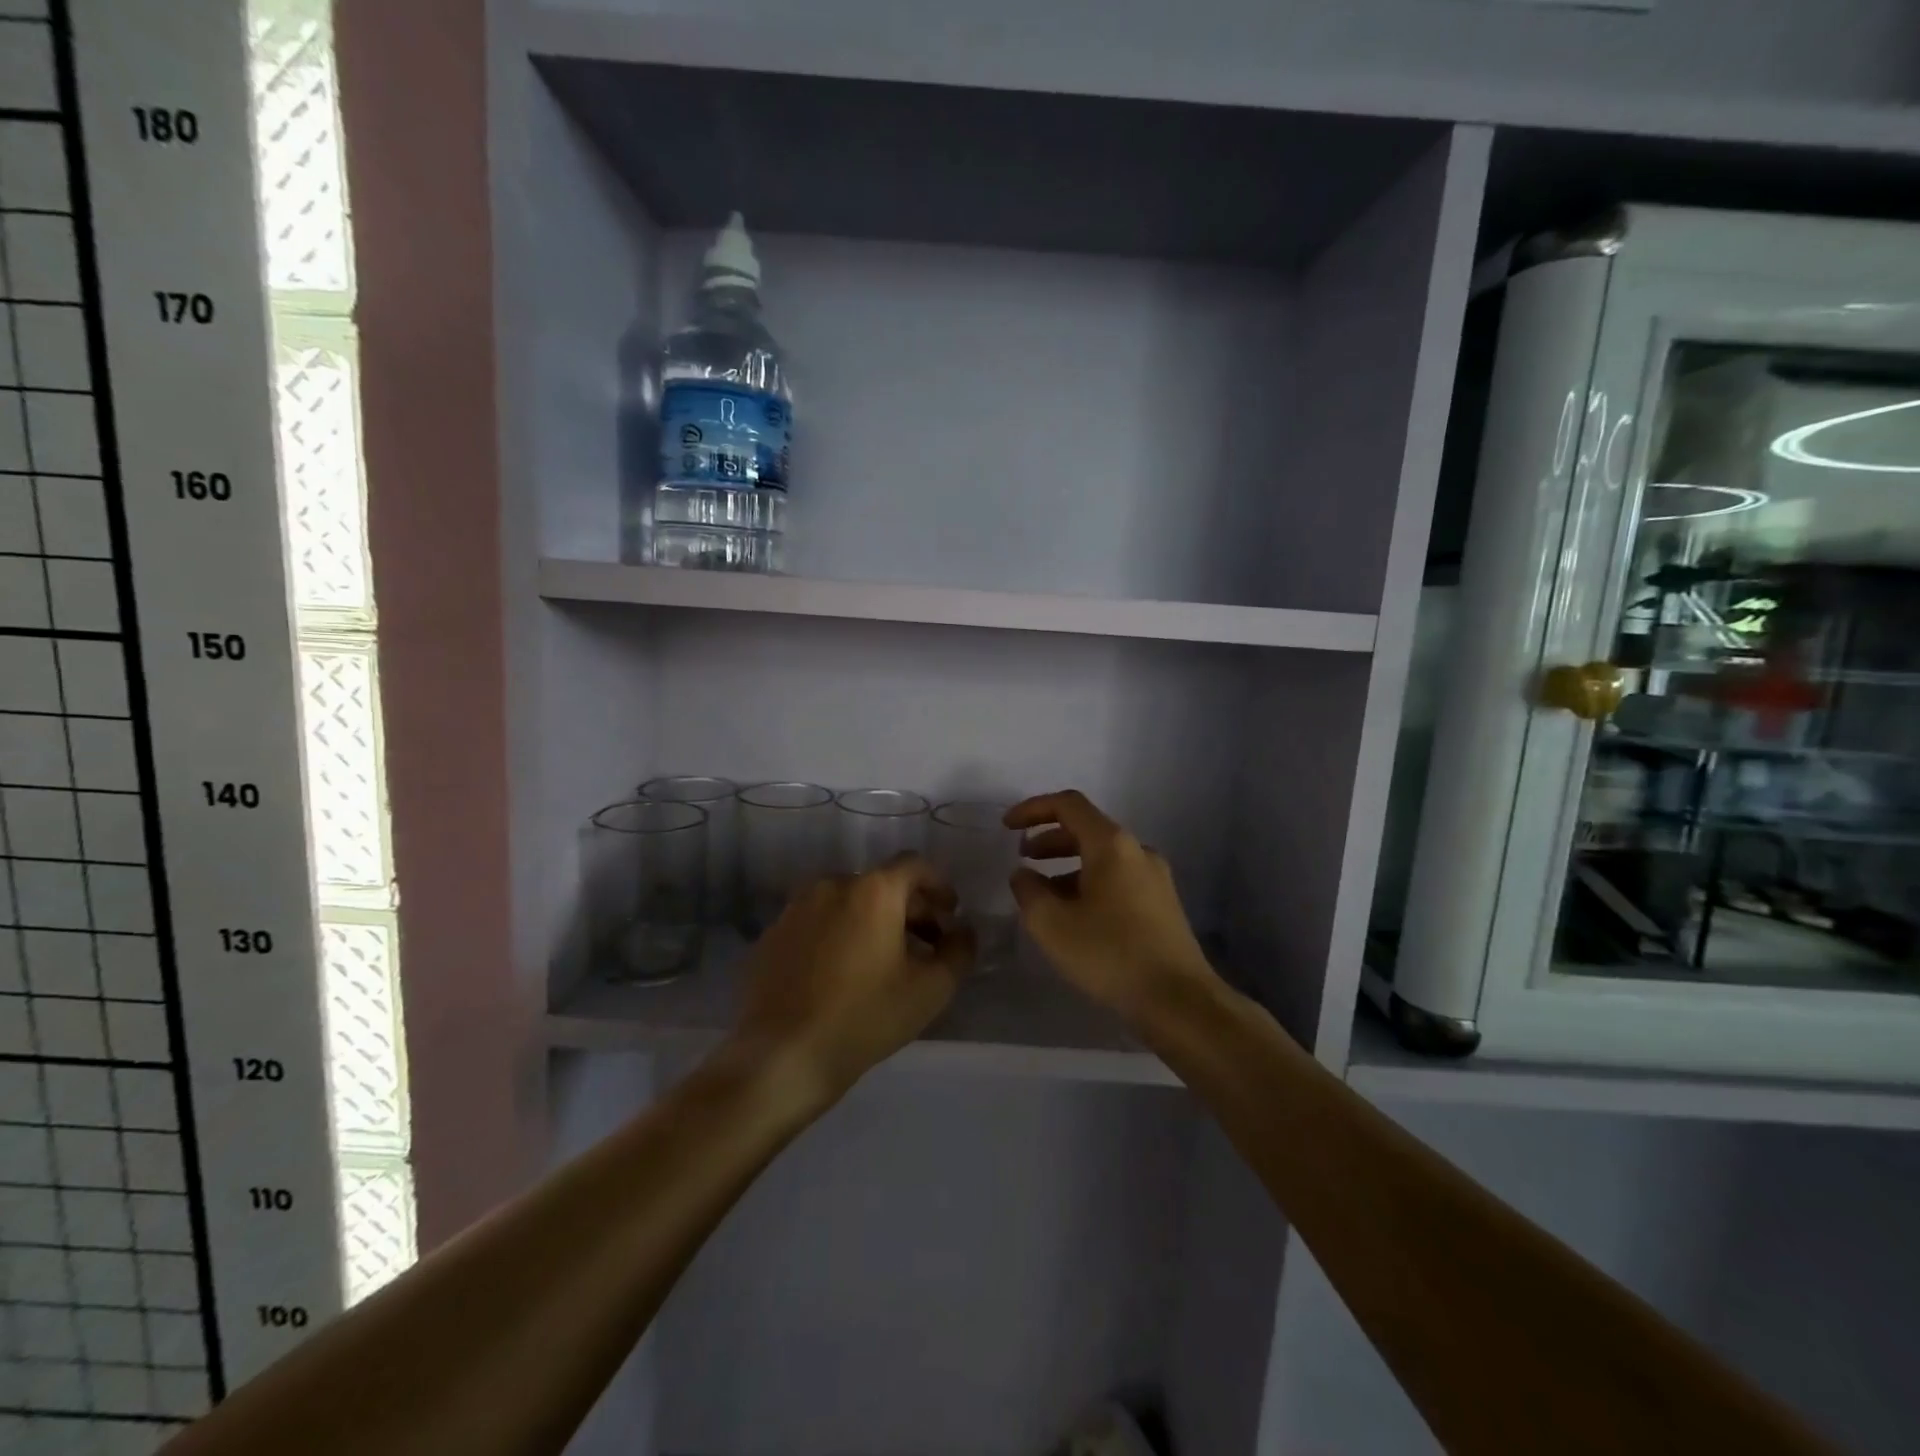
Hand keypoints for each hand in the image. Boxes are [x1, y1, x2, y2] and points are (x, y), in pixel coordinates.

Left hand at [728, 855, 972, 1103]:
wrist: (780, 1056)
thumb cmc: (864, 1017)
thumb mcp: (930, 990)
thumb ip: (958, 952)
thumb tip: (962, 932)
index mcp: (873, 890)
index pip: (915, 865)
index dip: (939, 885)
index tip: (950, 915)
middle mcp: (832, 884)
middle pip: (881, 884)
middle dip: (910, 909)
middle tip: (926, 946)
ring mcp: (796, 908)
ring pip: (848, 903)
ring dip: (873, 921)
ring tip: (885, 962)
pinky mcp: (772, 934)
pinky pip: (818, 922)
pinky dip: (839, 935)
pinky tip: (842, 975)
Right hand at [1005, 790, 1217, 1024]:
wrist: (1179, 1001)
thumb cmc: (1110, 955)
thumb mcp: (1052, 925)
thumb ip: (1028, 891)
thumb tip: (1023, 874)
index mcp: (1111, 844)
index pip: (1068, 805)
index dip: (1033, 809)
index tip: (1007, 826)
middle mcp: (1137, 850)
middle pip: (1087, 828)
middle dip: (1049, 839)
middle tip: (1023, 858)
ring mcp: (1155, 877)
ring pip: (1103, 856)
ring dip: (1068, 864)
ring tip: (1043, 892)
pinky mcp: (1162, 903)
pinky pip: (1118, 878)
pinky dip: (1089, 882)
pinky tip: (1075, 914)